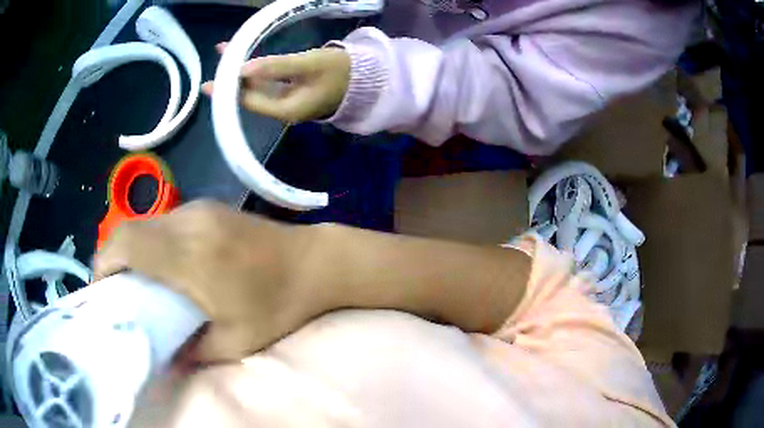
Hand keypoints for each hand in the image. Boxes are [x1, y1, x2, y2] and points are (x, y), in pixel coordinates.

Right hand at [93, 201, 318, 362]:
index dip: (103, 264)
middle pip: (129, 230)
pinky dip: (152, 243)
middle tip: (118, 292)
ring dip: (132, 250)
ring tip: (139, 282)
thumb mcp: (236, 341)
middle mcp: (187, 222)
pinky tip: (165, 266)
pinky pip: (165, 222)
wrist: (315, 262)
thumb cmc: (280, 304)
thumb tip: (164, 355)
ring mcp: (199, 209)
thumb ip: (193, 352)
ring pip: (146, 224)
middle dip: (113, 259)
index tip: (103, 292)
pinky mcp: (208, 207)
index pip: (125, 243)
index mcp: (189, 255)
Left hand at [202, 45, 350, 122]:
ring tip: (225, 53)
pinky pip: (265, 83)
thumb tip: (243, 69)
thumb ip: (276, 67)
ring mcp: (285, 102)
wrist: (366, 78)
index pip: (249, 102)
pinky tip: (245, 60)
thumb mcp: (308, 64)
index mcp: (286, 110)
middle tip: (215, 63)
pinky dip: (254, 71)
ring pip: (255, 89)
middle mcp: (282, 110)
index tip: (211, 81)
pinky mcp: (289, 92)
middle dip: (230, 81)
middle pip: (249, 98)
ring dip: (240, 73)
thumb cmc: (340, 71)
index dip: (229, 91)